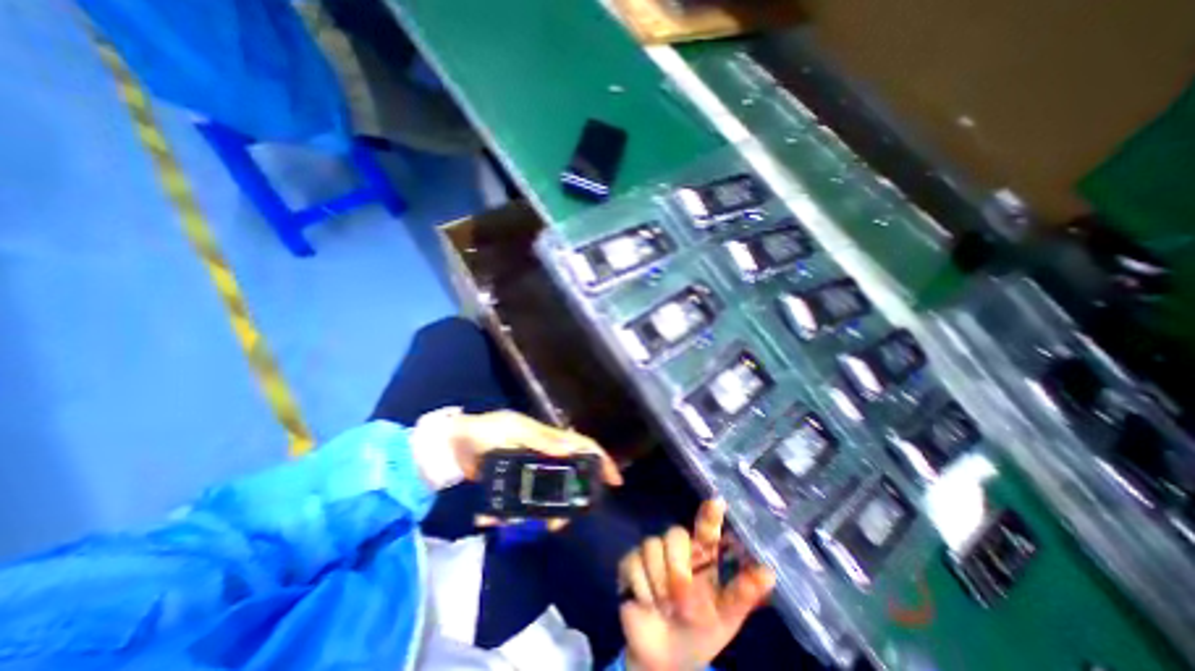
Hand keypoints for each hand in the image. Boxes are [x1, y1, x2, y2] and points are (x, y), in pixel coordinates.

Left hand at [442, 410, 619, 527]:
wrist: (453, 446)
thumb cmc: (485, 431)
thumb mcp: (513, 429)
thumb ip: (540, 439)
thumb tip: (570, 449)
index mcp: (548, 439)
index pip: (583, 446)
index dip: (601, 460)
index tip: (614, 481)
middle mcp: (544, 456)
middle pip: (570, 478)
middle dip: (569, 502)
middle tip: (556, 524)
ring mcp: (529, 472)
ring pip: (548, 497)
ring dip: (541, 515)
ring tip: (520, 525)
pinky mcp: (514, 485)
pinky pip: (524, 504)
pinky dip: (515, 515)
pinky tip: (495, 519)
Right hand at [617, 499, 776, 669]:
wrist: (665, 660)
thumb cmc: (700, 632)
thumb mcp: (726, 618)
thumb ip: (743, 594)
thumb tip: (769, 572)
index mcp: (703, 556)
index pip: (706, 528)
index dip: (710, 514)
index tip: (717, 501)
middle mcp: (678, 548)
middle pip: (675, 534)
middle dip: (678, 569)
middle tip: (683, 602)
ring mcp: (653, 552)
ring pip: (652, 547)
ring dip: (660, 587)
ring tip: (666, 608)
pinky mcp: (631, 562)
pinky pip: (633, 563)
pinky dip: (643, 590)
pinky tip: (648, 604)